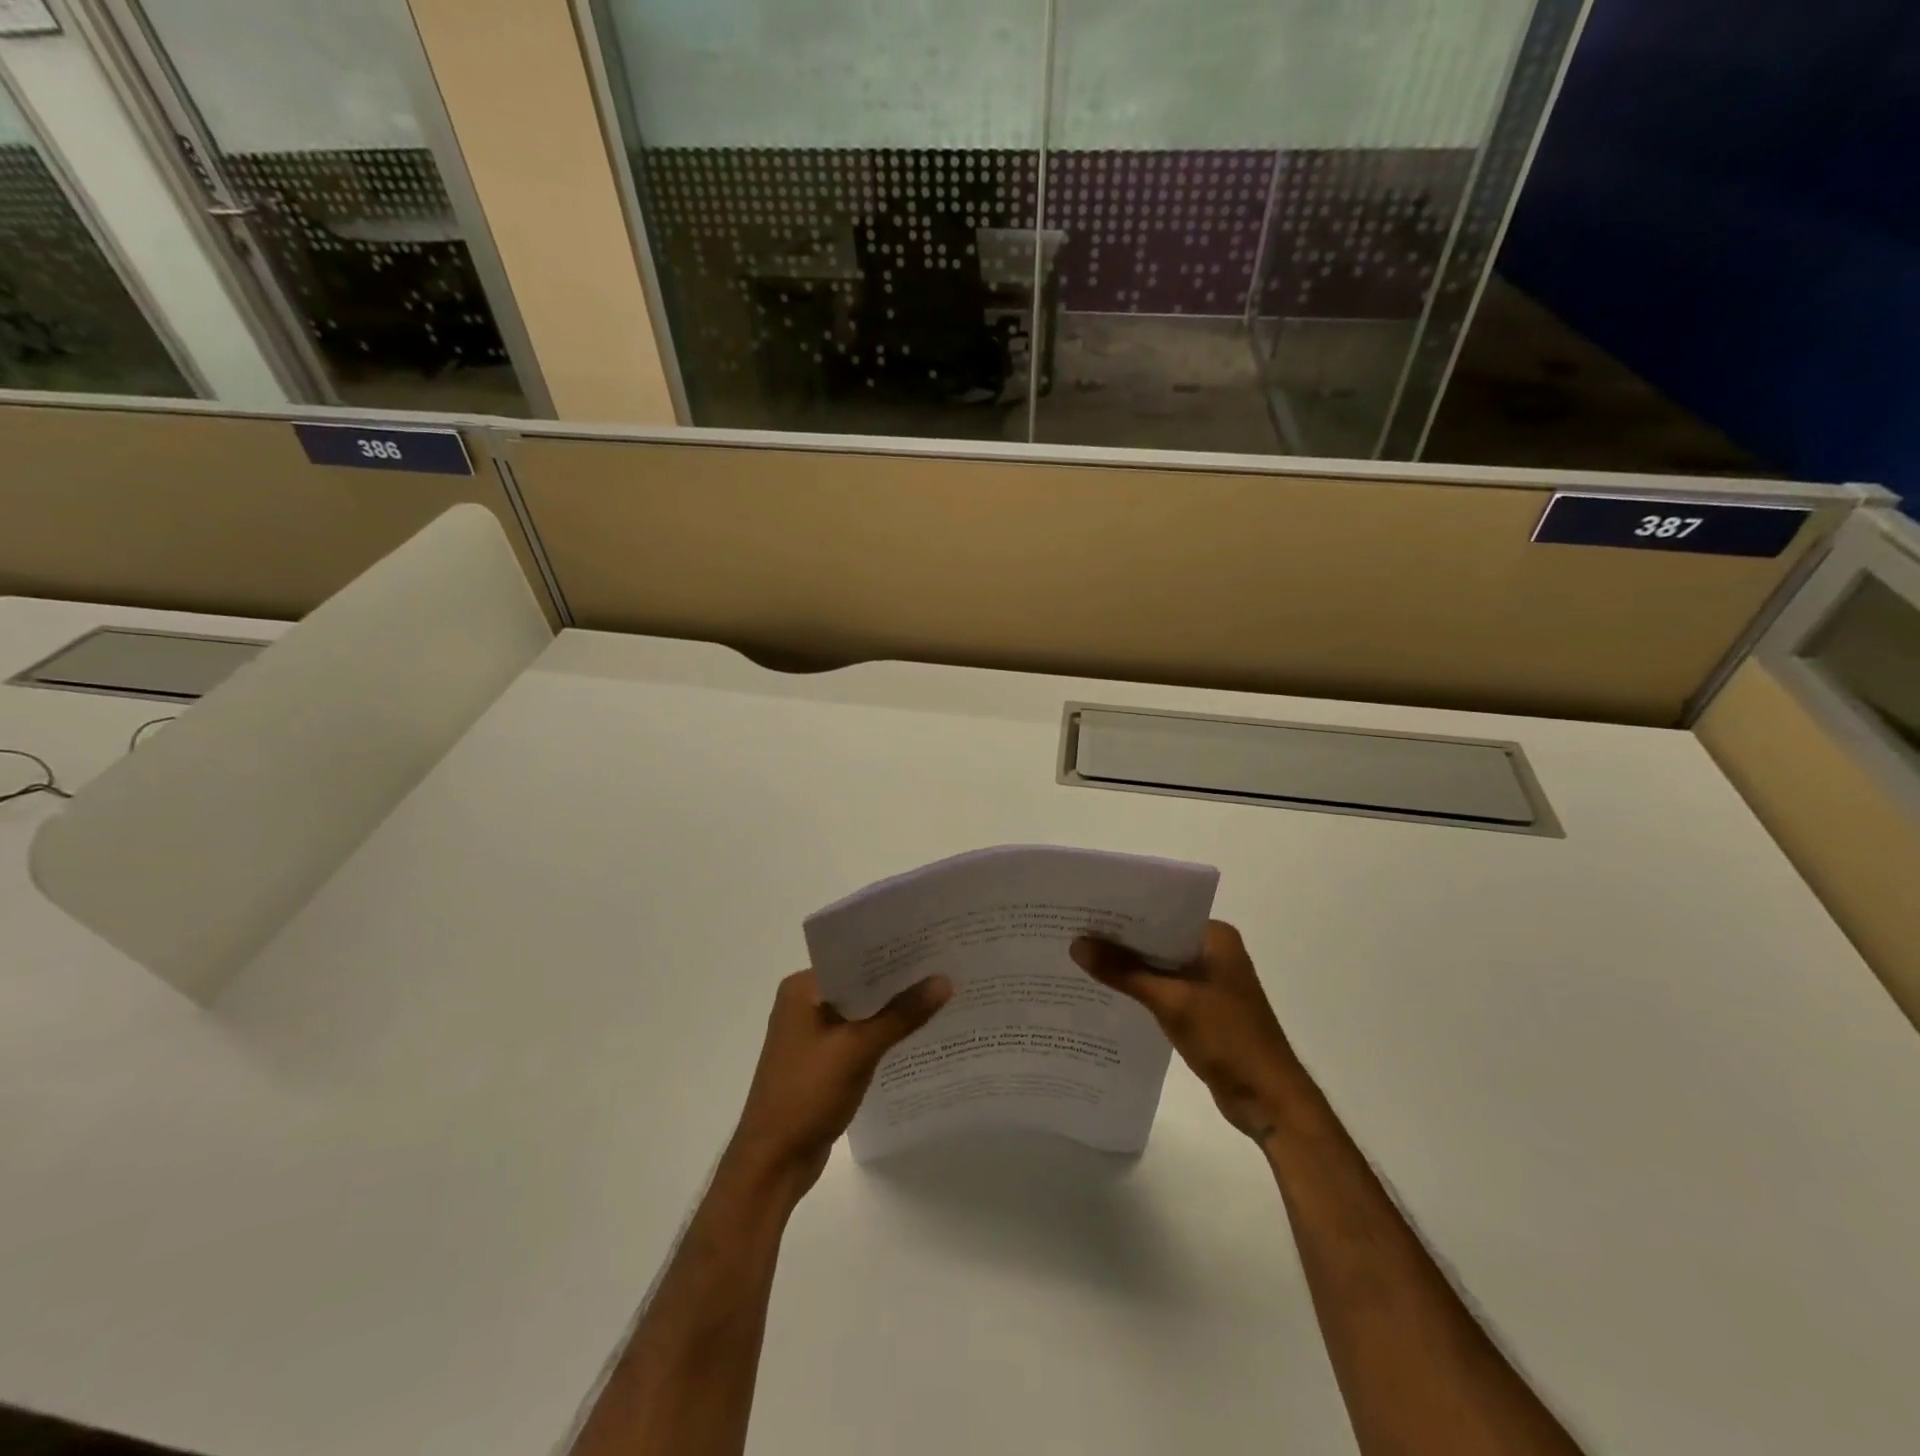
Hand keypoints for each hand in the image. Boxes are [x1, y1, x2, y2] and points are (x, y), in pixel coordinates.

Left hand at [728, 969, 951, 1198]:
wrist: (773, 1163)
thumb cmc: (807, 1094)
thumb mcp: (858, 1049)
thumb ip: (901, 1014)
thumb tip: (944, 980)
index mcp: (802, 988)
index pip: (853, 957)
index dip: (892, 951)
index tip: (931, 942)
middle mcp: (803, 1003)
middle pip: (859, 983)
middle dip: (897, 980)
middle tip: (945, 965)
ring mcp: (811, 1034)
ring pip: (860, 1011)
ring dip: (892, 1008)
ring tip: (940, 993)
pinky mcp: (821, 1060)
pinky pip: (858, 1035)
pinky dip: (882, 1033)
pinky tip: (915, 1031)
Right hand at [1071, 921, 1303, 1142]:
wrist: (1269, 1099)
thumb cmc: (1227, 1038)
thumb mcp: (1171, 1001)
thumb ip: (1124, 972)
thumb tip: (1077, 944)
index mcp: (1215, 936)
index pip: (1161, 912)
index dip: (1123, 913)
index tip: (1084, 910)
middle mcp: (1213, 951)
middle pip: (1157, 938)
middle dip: (1120, 940)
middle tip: (1073, 932)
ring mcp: (1209, 981)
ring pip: (1158, 964)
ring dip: (1128, 966)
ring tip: (1081, 959)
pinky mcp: (1203, 1008)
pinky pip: (1164, 988)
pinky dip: (1140, 989)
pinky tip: (1106, 991)